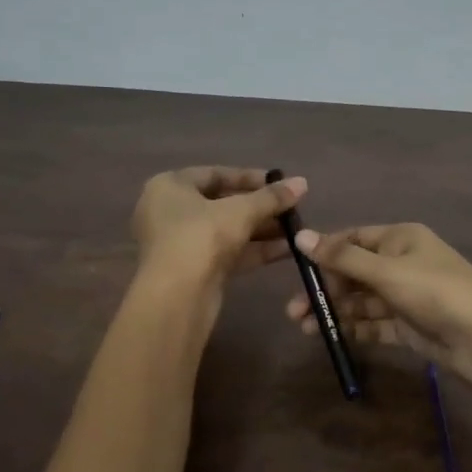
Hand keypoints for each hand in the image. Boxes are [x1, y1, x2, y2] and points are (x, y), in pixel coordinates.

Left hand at [132, 166, 305, 287]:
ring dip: (262, 229)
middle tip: (292, 208)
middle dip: (260, 207)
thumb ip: (271, 197)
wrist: (177, 298)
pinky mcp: (195, 271)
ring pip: (227, 230)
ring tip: (296, 229)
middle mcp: (170, 212)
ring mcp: (182, 244)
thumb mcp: (241, 211)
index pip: (214, 174)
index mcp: (169, 187)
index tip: (281, 182)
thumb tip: (302, 182)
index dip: (250, 177)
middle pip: (222, 203)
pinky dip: (255, 250)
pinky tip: (288, 250)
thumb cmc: (201, 237)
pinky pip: (228, 252)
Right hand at [287, 223, 471, 411]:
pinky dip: (353, 329)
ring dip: (334, 311)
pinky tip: (331, 337)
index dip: (324, 251)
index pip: (353, 239)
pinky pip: (374, 324)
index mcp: (400, 238)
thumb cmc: (435, 292)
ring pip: (361, 301)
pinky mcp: (408, 326)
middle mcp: (401, 263)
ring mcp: (405, 296)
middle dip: (324, 289)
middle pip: (353, 272)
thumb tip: (300, 237)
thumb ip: (342, 258)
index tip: (296, 268)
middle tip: (294, 310)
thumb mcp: (387, 271)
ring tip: (304, 328)